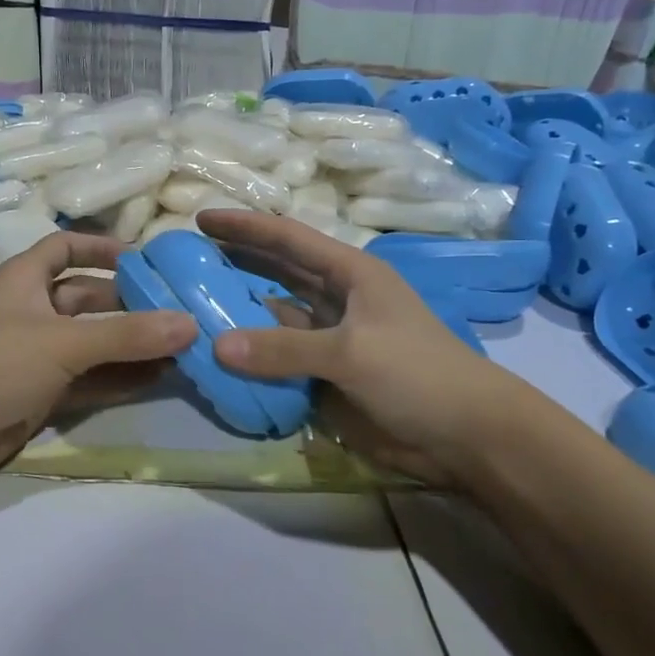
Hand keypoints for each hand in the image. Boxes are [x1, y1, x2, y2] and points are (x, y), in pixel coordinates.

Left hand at [0, 232, 197, 497]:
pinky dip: (119, 379)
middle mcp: (32, 312)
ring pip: (92, 344)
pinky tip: (159, 379)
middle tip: (181, 311)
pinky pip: (89, 381)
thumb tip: (190, 324)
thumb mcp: (63, 342)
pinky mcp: (40, 396)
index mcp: (25, 280)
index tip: (144, 260)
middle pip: (88, 300)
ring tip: (182, 347)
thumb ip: (127, 335)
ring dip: (131, 346)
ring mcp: (36, 357)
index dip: (100, 248)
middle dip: (130, 305)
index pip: (64, 249)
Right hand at [199, 210, 547, 486]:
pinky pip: (279, 358)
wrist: (466, 436)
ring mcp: (330, 339)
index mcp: (351, 274)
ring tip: (191, 302)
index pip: (288, 240)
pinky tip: (219, 353)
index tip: (201, 219)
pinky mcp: (325, 375)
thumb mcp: (351, 353)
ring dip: (240, 310)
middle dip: (237, 262)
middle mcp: (337, 299)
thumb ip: (283, 349)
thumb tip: (217, 347)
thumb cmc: (418, 374)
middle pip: (278, 272)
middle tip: (187, 257)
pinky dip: (252, 355)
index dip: (245, 227)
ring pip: (274, 317)